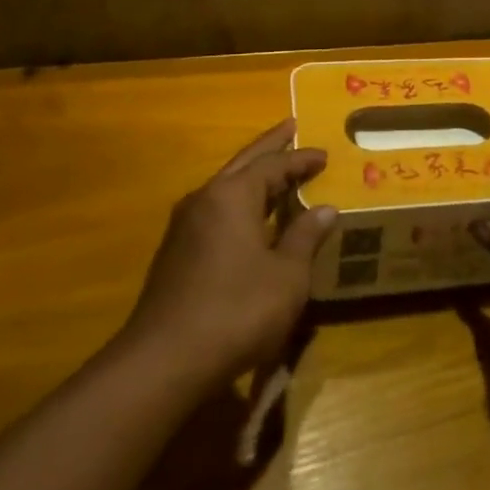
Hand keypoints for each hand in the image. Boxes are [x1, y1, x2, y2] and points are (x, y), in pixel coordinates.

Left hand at [113, 120, 337, 393]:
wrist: (164, 362)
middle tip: (291, 127)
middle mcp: (205, 199)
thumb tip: (325, 209)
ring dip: (252, 176)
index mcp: (232, 195)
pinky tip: (250, 219)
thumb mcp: (287, 276)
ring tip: (275, 171)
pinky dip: (239, 204)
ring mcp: (184, 227)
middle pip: (243, 163)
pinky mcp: (175, 254)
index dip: (301, 159)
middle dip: (270, 147)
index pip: (273, 164)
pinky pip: (215, 213)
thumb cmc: (237, 310)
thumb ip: (305, 237)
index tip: (324, 154)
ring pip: (225, 188)